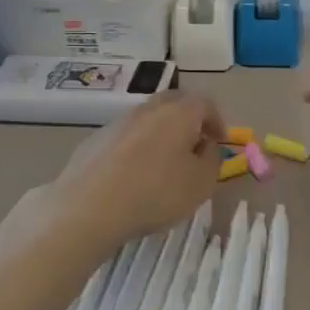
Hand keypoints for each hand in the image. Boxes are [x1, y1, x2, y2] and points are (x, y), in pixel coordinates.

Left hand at [44, 91, 224, 248]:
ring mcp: (118, 122)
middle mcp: (148, 109)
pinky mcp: (95, 140)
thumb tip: (206, 145)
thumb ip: (212, 159)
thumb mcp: (201, 183)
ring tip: (164, 161)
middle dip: (189, 119)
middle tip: (195, 142)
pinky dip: (136, 146)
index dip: (217, 120)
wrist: (89, 207)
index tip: (220, 141)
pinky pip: (125, 136)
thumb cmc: (156, 193)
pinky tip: (133, 173)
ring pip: (147, 118)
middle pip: (174, 102)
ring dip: (161, 132)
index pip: (205, 103)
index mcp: (179, 113)